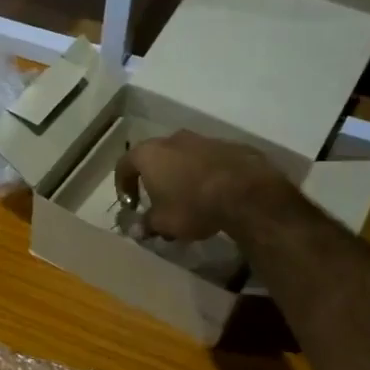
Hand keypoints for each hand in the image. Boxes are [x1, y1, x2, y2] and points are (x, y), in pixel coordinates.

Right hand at [115, 130, 285, 241]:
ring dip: (181, 175)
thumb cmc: (192, 206)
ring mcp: (203, 139)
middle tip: (159, 202)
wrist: (245, 192)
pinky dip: (204, 174)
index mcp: (150, 154)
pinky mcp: (228, 145)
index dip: (123, 185)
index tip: (131, 204)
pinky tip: (212, 194)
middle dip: (154, 179)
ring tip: (188, 200)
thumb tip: (136, 229)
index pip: (125, 165)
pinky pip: (208, 160)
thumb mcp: (163, 222)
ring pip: (183, 157)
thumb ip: (146, 224)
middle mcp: (173, 139)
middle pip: (155, 157)